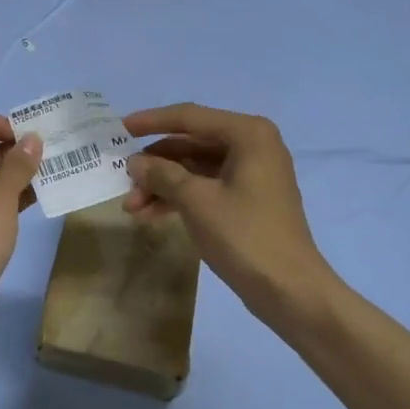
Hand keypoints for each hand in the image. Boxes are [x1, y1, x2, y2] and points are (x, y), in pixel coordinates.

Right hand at [123, 103, 333, 325]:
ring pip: (195, 168)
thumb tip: (134, 162)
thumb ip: (162, 174)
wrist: (290, 291)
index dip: (151, 121)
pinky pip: (206, 187)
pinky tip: (151, 214)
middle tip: (123, 180)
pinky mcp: (248, 199)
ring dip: (163, 184)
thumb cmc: (245, 236)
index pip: (190, 117)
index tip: (119, 128)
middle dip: (155, 164)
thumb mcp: (196, 201)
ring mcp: (251, 174)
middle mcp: (252, 145)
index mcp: (247, 134)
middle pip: (191, 144)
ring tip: (132, 207)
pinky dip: (179, 197)